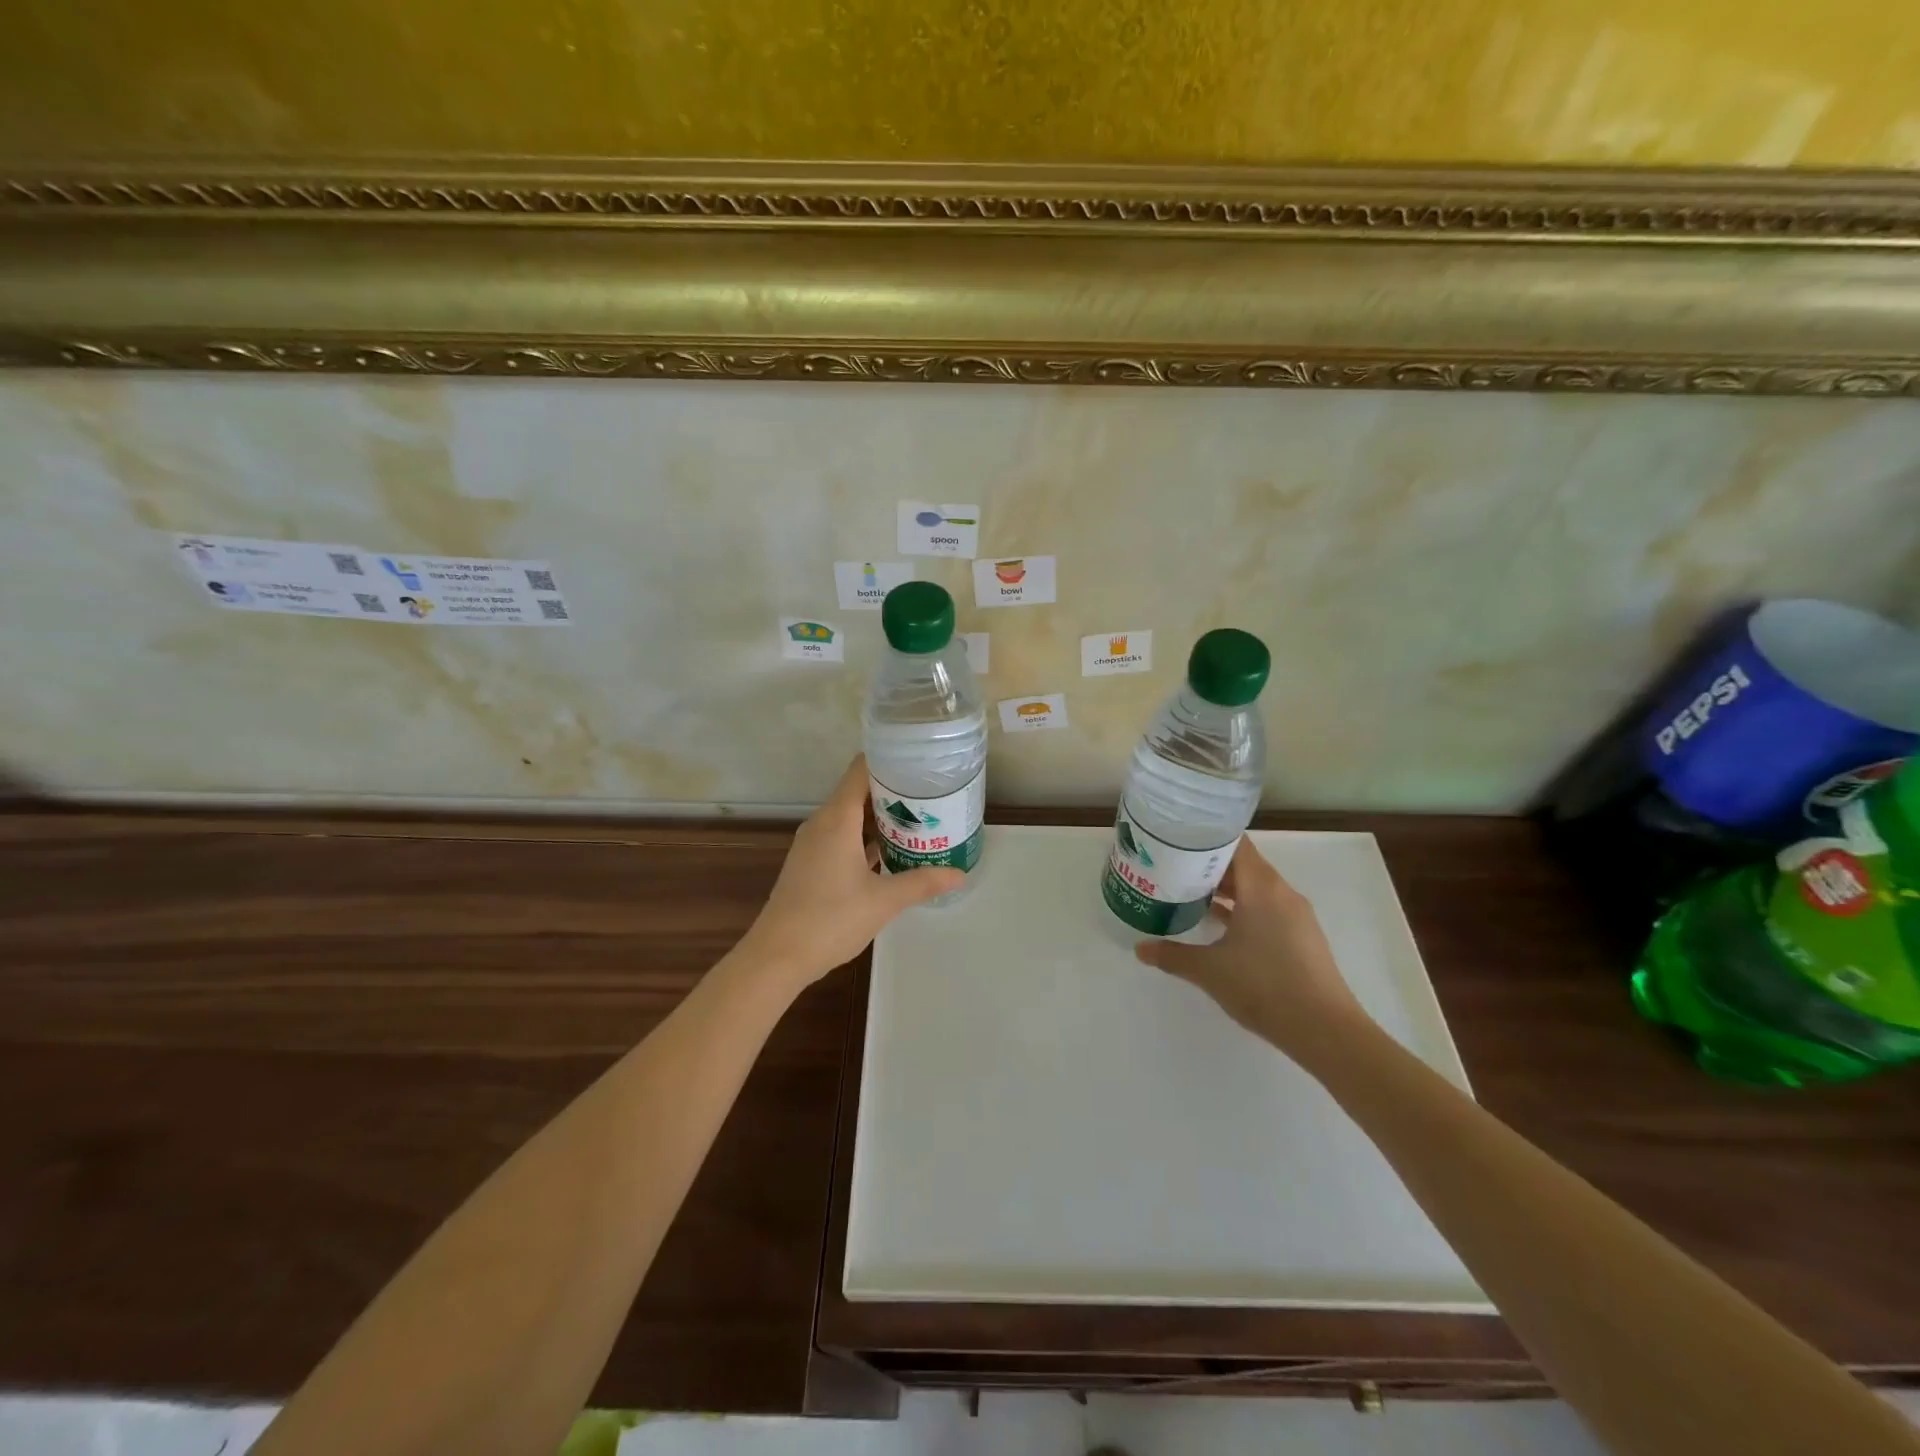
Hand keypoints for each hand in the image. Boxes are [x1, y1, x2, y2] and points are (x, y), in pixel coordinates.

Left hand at [737, 755, 964, 989]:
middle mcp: (822, 823)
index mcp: (837, 819)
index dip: (889, 761)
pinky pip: (841, 836)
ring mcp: (813, 844)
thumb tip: (959, 874)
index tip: (921, 765)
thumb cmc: (830, 919)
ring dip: (880, 817)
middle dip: (893, 792)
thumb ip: (922, 882)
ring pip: (850, 816)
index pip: (861, 770)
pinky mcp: (810, 863)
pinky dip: (864, 837)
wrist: (777, 956)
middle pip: (858, 791)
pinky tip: (890, 852)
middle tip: (931, 797)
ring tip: (918, 821)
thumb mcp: (884, 900)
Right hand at [1134, 837, 1370, 1066]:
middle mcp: (1282, 892)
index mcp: (1261, 887)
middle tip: (1173, 867)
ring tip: (1190, 893)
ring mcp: (1295, 915)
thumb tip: (1140, 949)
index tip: (1176, 839)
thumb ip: (1172, 955)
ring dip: (1226, 889)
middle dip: (1209, 864)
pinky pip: (1267, 908)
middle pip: (1243, 864)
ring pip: (1255, 888)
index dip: (1204, 837)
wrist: (1325, 1031)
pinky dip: (1243, 909)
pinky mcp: (1301, 937)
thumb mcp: (1209, 970)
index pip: (1234, 842)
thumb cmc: (1264, 986)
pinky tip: (1219, 926)